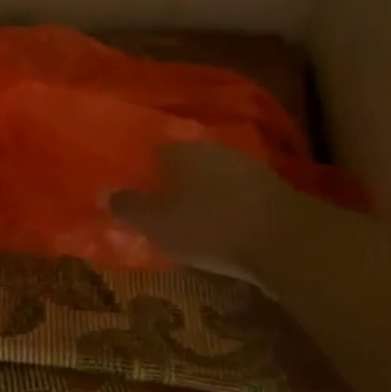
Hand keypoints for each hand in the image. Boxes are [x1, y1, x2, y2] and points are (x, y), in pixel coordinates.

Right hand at [109, 141, 291, 285]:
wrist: (286, 241)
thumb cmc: (208, 226)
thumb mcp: (156, 222)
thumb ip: (128, 206)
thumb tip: (104, 192)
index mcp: (179, 150)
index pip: (150, 153)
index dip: (139, 173)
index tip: (132, 192)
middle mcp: (211, 150)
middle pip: (182, 165)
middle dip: (171, 184)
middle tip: (158, 210)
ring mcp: (245, 168)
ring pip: (211, 180)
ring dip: (200, 197)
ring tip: (189, 223)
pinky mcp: (271, 190)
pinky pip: (235, 196)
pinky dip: (225, 208)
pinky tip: (221, 229)